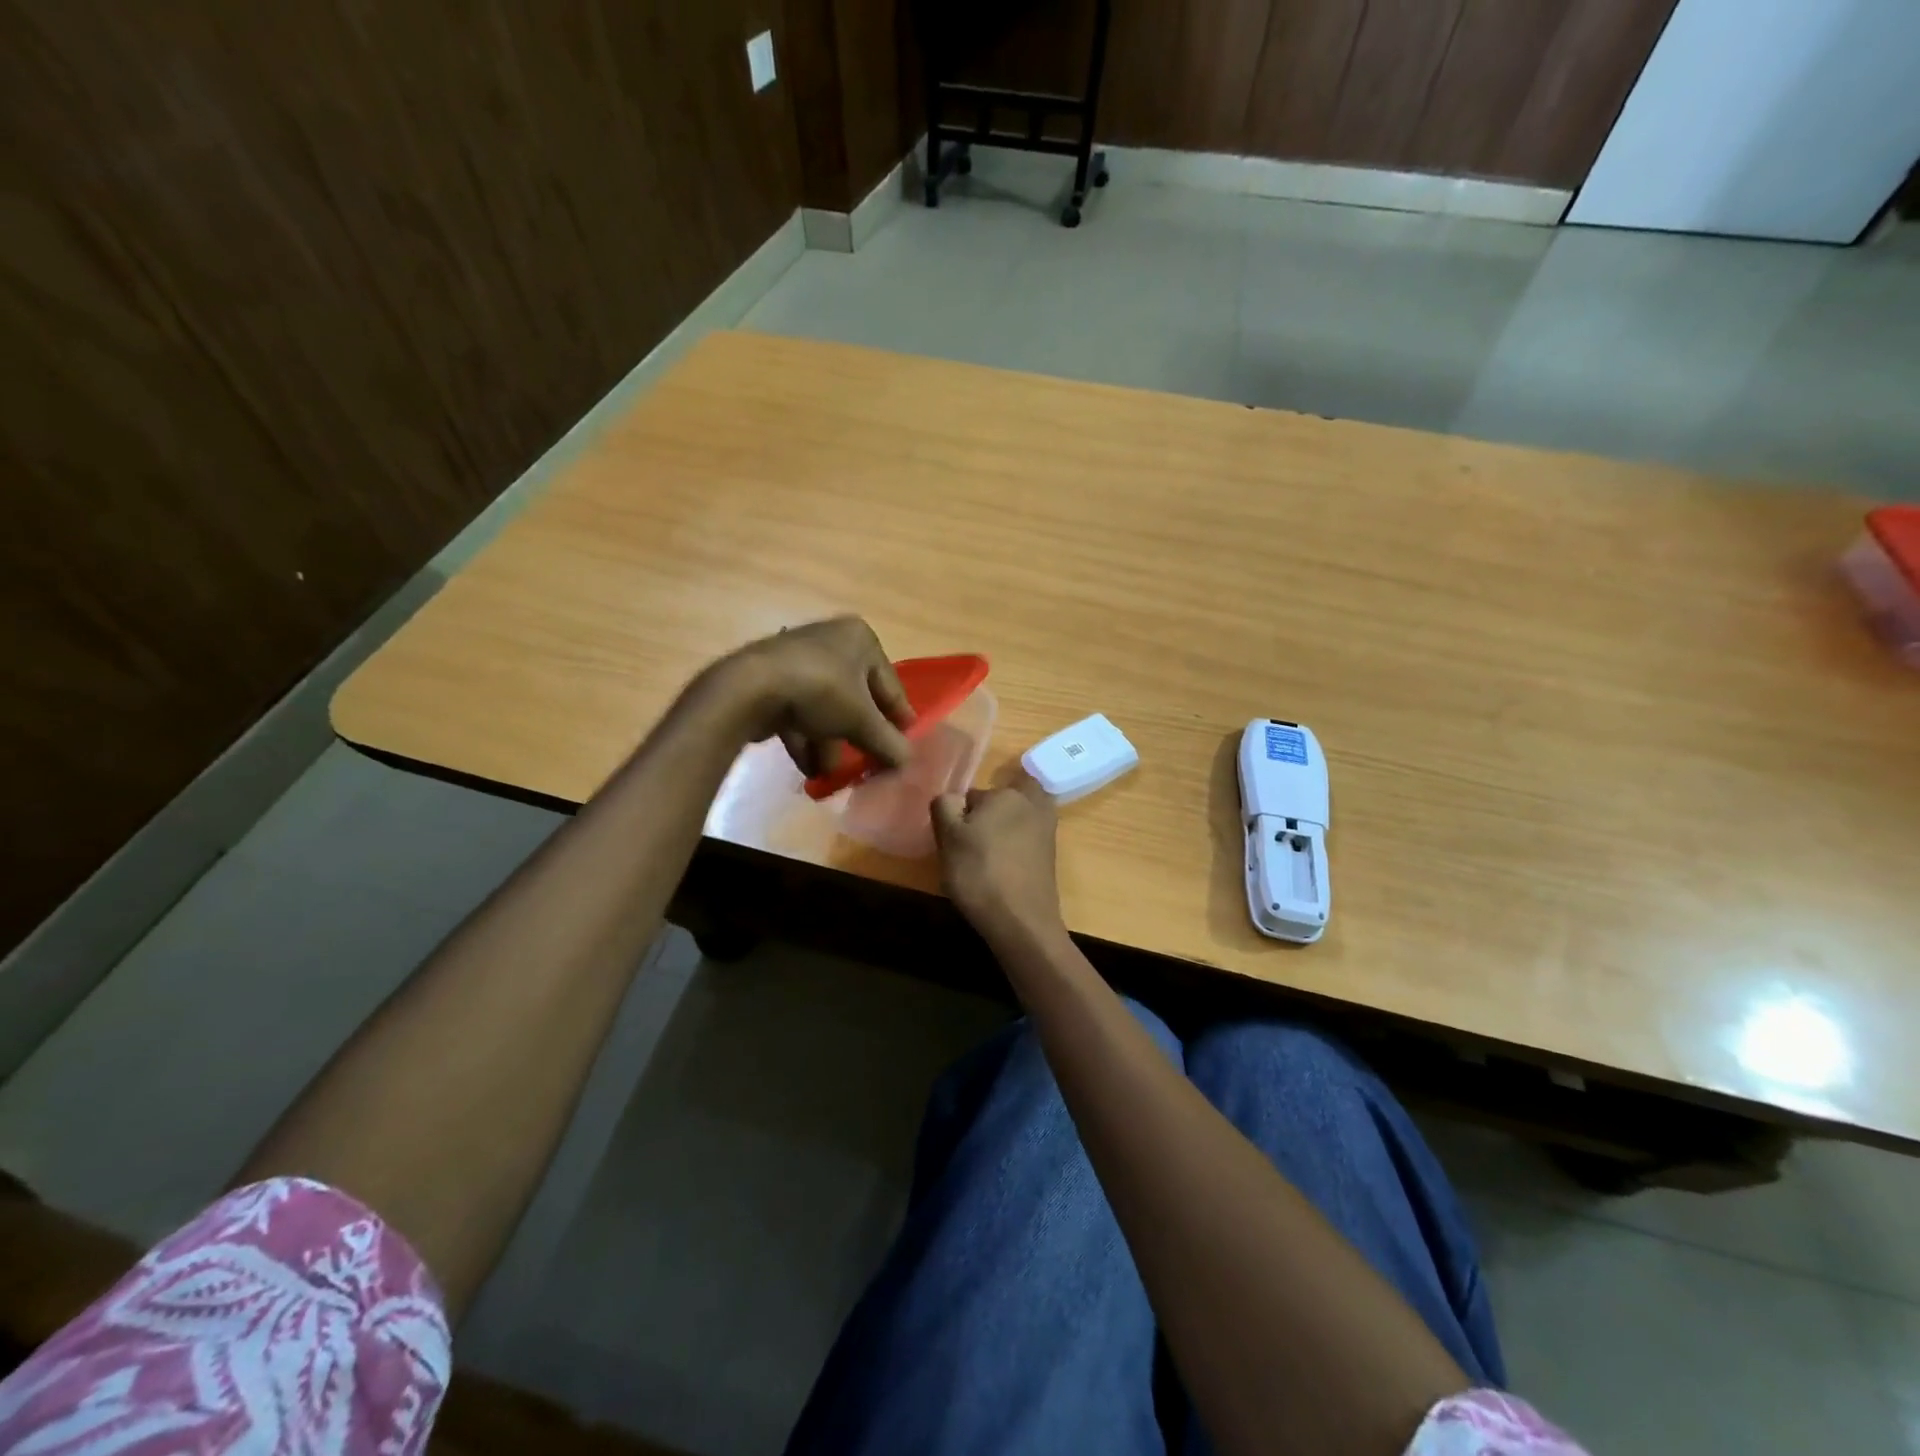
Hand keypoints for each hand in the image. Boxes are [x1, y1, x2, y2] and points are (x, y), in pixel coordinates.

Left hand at [707, 616, 913, 777]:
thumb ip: (888, 743)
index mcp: (860, 639)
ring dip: (831, 744)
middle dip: (859, 736)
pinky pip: (799, 712)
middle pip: (856, 698)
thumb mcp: (862, 721)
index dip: (899, 719)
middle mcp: (831, 641)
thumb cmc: (821, 691)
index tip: (905, 746)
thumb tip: (907, 762)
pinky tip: (810, 769)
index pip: (890, 685)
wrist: (749, 687)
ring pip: (826, 708)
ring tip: (832, 775)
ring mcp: (799, 660)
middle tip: (867, 763)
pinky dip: (806, 739)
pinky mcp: (772, 680)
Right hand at [932, 774, 1065, 947]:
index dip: (960, 814)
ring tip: (987, 854)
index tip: (955, 837)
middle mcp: (1032, 804)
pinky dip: (1016, 847)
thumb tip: (954, 798)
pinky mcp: (1051, 855)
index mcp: (1006, 793)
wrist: (1021, 921)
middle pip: (1005, 798)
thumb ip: (945, 806)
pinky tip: (1003, 868)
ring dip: (1006, 828)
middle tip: (975, 837)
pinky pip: (1029, 838)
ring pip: (1020, 816)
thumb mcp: (948, 837)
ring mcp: (1046, 830)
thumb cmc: (979, 873)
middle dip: (991, 811)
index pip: (973, 795)